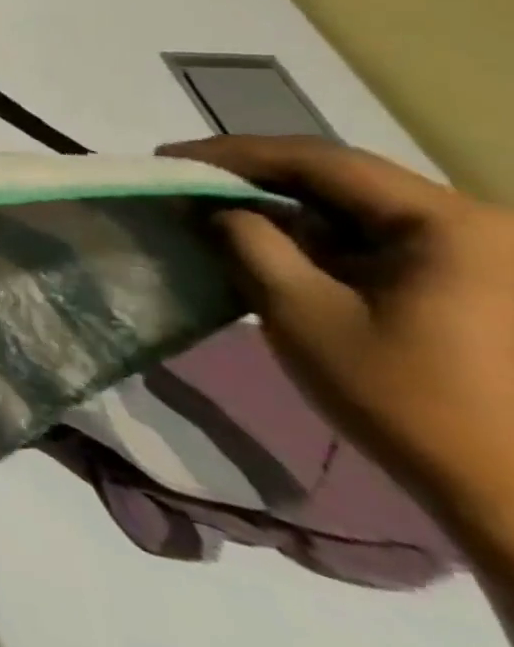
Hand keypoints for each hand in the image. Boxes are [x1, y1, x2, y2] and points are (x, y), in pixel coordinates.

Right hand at [161, 135, 513, 540]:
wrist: (510, 493)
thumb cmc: (404, 399)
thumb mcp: (302, 314)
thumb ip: (249, 245)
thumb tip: (213, 207)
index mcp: (445, 223)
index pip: (319, 160)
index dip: (233, 153)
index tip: (167, 157)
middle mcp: (469, 222)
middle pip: (340, 176)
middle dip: (254, 174)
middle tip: (185, 178)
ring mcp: (474, 252)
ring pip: (354, 204)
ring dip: (280, 202)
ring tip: (214, 206)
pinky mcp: (466, 279)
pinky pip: (373, 234)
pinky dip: (313, 232)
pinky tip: (268, 241)